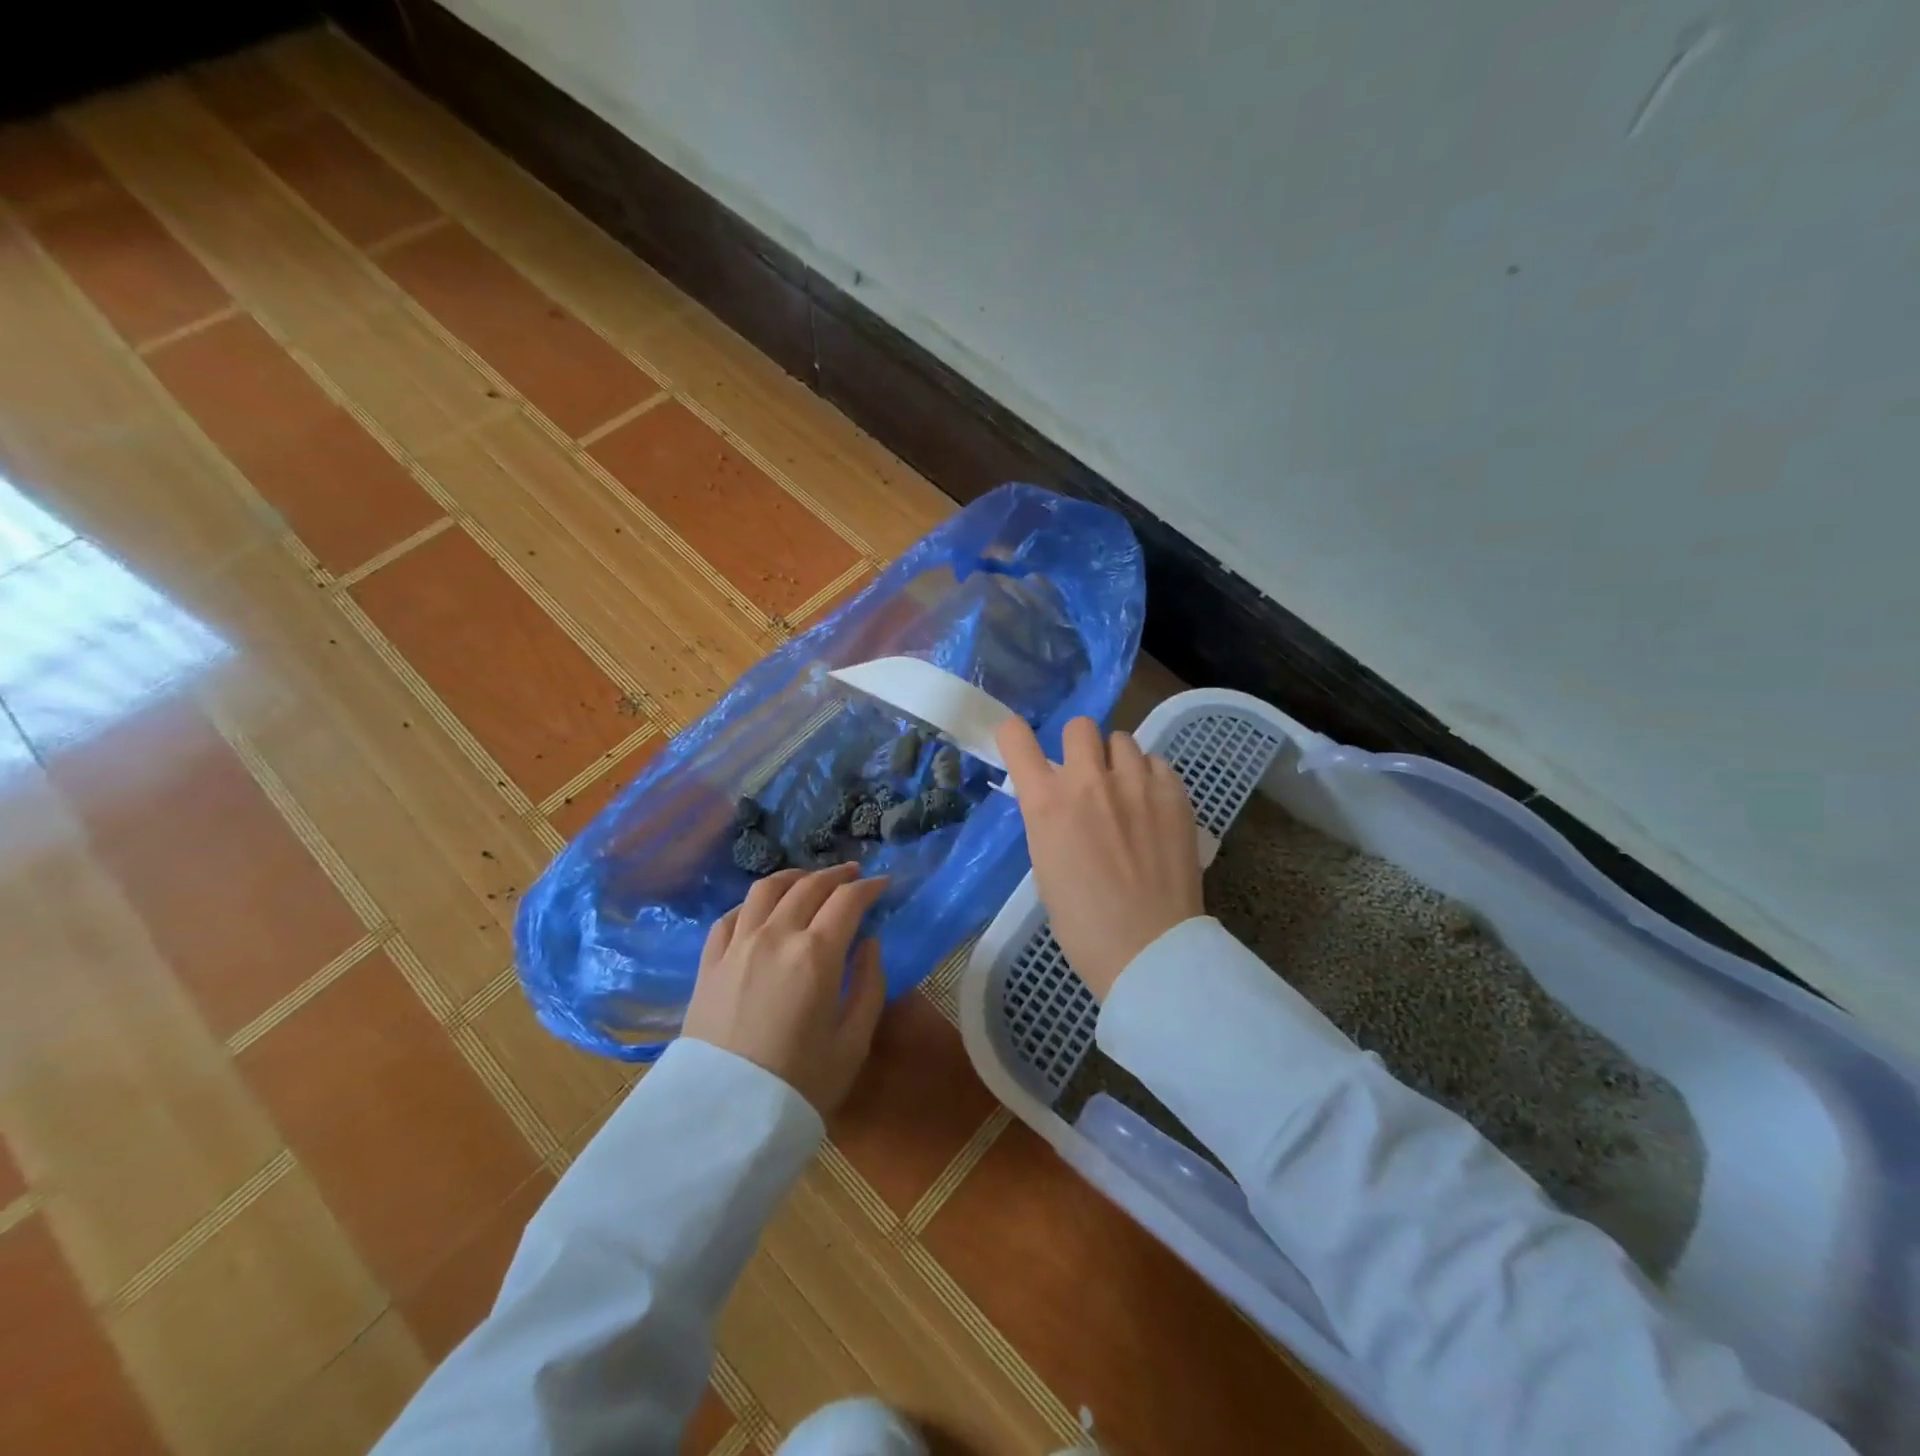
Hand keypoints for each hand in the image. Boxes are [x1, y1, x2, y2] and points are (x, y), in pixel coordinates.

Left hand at [683, 863, 888, 1113]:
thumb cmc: (799, 1084)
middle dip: (837, 875)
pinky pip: (730, 916)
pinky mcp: (709, 963)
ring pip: (765, 890)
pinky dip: (751, 904)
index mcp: (816, 954)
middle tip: (853, 875)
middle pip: (809, 886)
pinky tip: (761, 911)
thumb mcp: (853, 1042)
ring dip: (793, 877)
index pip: (848, 900)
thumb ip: (869, 985)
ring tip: (808, 880)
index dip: (869, 886)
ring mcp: (737, 946)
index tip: (883, 884)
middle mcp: (776, 936)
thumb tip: (870, 943)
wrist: (722, 1118)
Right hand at [997, 717, 1203, 1000]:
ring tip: (1125, 792)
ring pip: (1122, 739)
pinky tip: (1152, 807)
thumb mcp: (1045, 866)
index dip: (1015, 736)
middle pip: (1078, 726)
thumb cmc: (1083, 923)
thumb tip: (1060, 802)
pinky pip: (1156, 762)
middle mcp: (1088, 781)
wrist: (1148, 948)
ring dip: (1116, 761)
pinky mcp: (1173, 794)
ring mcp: (1135, 783)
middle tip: (1086, 776)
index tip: (1022, 746)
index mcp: (1046, 803)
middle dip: (1078, 747)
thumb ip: (1049, 822)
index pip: (1016, 738)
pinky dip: (1149, 777)